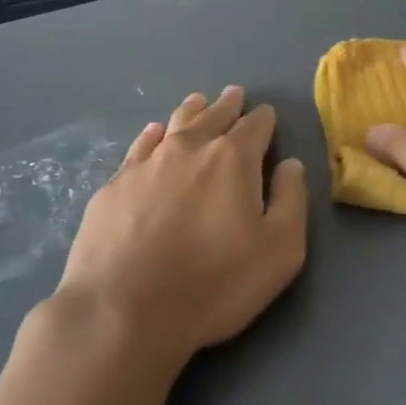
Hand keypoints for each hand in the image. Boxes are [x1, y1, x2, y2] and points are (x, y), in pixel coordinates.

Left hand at [56, 86, 307, 368]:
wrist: (122, 310)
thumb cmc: (212, 284)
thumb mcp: (278, 251)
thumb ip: (291, 201)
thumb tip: (291, 165)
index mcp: (233, 159)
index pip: (255, 126)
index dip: (264, 119)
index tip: (266, 115)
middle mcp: (189, 148)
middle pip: (213, 116)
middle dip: (228, 105)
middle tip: (234, 95)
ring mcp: (147, 163)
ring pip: (175, 123)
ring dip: (192, 111)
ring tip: (198, 102)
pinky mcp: (115, 184)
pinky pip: (140, 145)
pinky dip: (153, 135)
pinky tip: (154, 133)